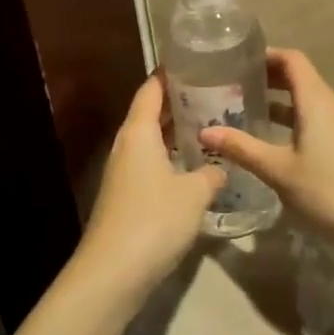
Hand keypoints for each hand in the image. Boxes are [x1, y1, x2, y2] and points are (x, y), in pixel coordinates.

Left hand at [77, 75, 223, 300]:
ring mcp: (123, 174)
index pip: (152, 90)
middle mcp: (127, 146)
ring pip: (152, 142)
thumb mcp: (194, 194)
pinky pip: (151, 166)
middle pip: (151, 114)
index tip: (194, 61)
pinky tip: (195, 169)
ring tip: (211, 127)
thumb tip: (220, 167)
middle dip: (179, 103)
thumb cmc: (154, 220)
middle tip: (215, 93)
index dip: (170, 74)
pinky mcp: (125, 198)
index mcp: (139, 133)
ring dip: (177, 134)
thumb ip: (211, 174)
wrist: (112, 273)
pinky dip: (171, 159)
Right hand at [199, 48, 333, 252]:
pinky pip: (310, 118)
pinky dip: (287, 119)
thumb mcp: (279, 170)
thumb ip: (242, 148)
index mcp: (316, 100)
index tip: (234, 59)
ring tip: (240, 107)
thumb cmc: (328, 191)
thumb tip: (204, 132)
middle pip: (297, 76)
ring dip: (275, 100)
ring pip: (303, 100)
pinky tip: (266, 138)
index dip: (265, 54)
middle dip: (264, 76)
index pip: (292, 59)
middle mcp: (329, 105)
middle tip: (228, 83)